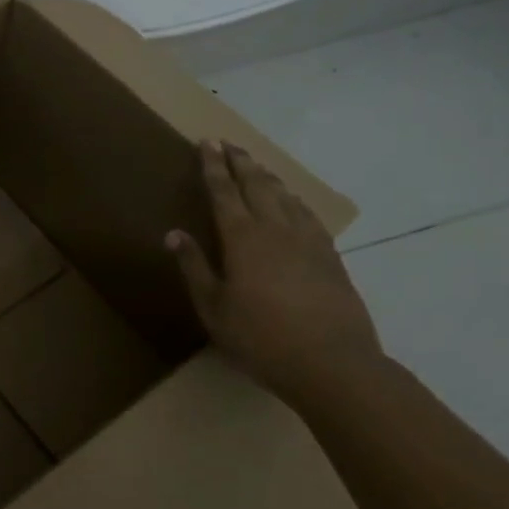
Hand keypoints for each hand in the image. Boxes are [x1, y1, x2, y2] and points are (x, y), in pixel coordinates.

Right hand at [166, 140, 384, 398]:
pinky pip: (308, 215)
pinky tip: (294, 202)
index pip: (224, 192)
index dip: (213, 166)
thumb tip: (174, 234)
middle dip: (241, 162)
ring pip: (285, 196)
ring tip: (257, 167)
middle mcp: (275, 229)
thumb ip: (194, 268)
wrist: (334, 365)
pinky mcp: (331, 258)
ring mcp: (308, 241)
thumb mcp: (214, 308)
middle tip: (230, 144)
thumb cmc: (262, 338)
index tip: (207, 142)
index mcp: (242, 238)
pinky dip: (295, 200)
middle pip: (257, 185)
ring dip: (268, 177)